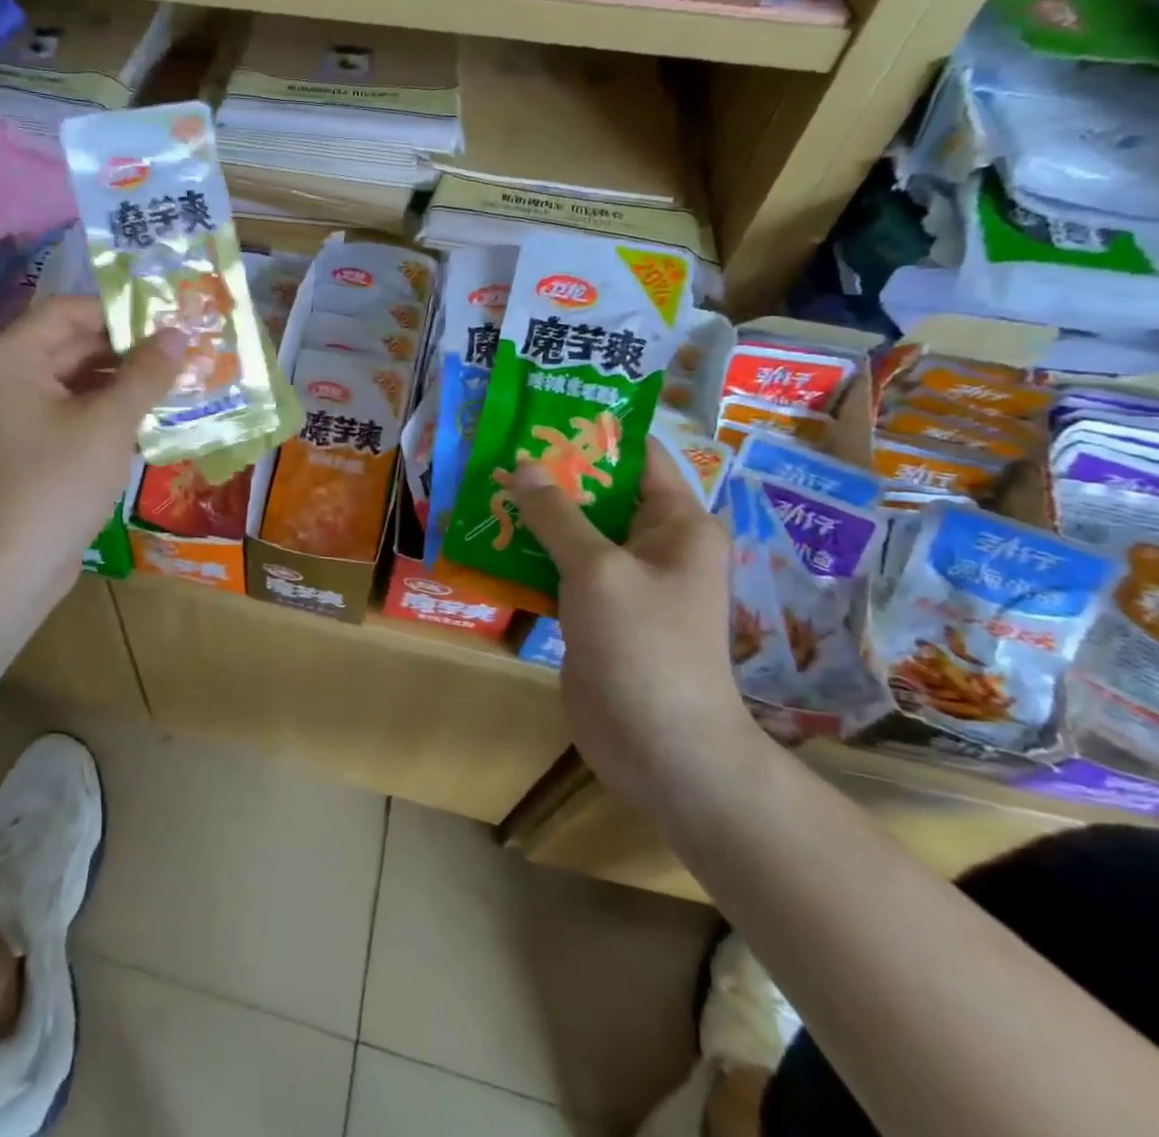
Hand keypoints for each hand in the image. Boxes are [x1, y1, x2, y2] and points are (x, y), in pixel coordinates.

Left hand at [0, 297, 183, 592]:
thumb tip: (178, 334)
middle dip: (124, 349)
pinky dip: (101, 406)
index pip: (67, 312)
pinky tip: (144, 413)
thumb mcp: (110, 423)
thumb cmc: (60, 483)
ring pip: (71, 377)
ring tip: (170, 381)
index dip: (119, 314)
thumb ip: (145, 373)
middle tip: (177, 351)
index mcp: (6, 358)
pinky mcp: (22, 440)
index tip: (167, 322)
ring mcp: (7, 410)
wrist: (17, 566)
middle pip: (69, 343)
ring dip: (118, 379)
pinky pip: (65, 407)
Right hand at [511, 439, 763, 810]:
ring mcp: (624, 581)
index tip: (540, 412)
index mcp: (676, 523)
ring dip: (534, 514)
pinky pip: (561, 569)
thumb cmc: (643, 645)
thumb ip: (558, 515)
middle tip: (497, 447)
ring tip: (482, 486)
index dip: (593, 432)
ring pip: (575, 532)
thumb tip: (525, 464)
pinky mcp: (596, 612)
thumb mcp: (597, 569)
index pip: (638, 456)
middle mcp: (654, 545)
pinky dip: (529, 554)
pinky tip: (487, 539)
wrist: (660, 747)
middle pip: (600, 492)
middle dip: (551, 473)